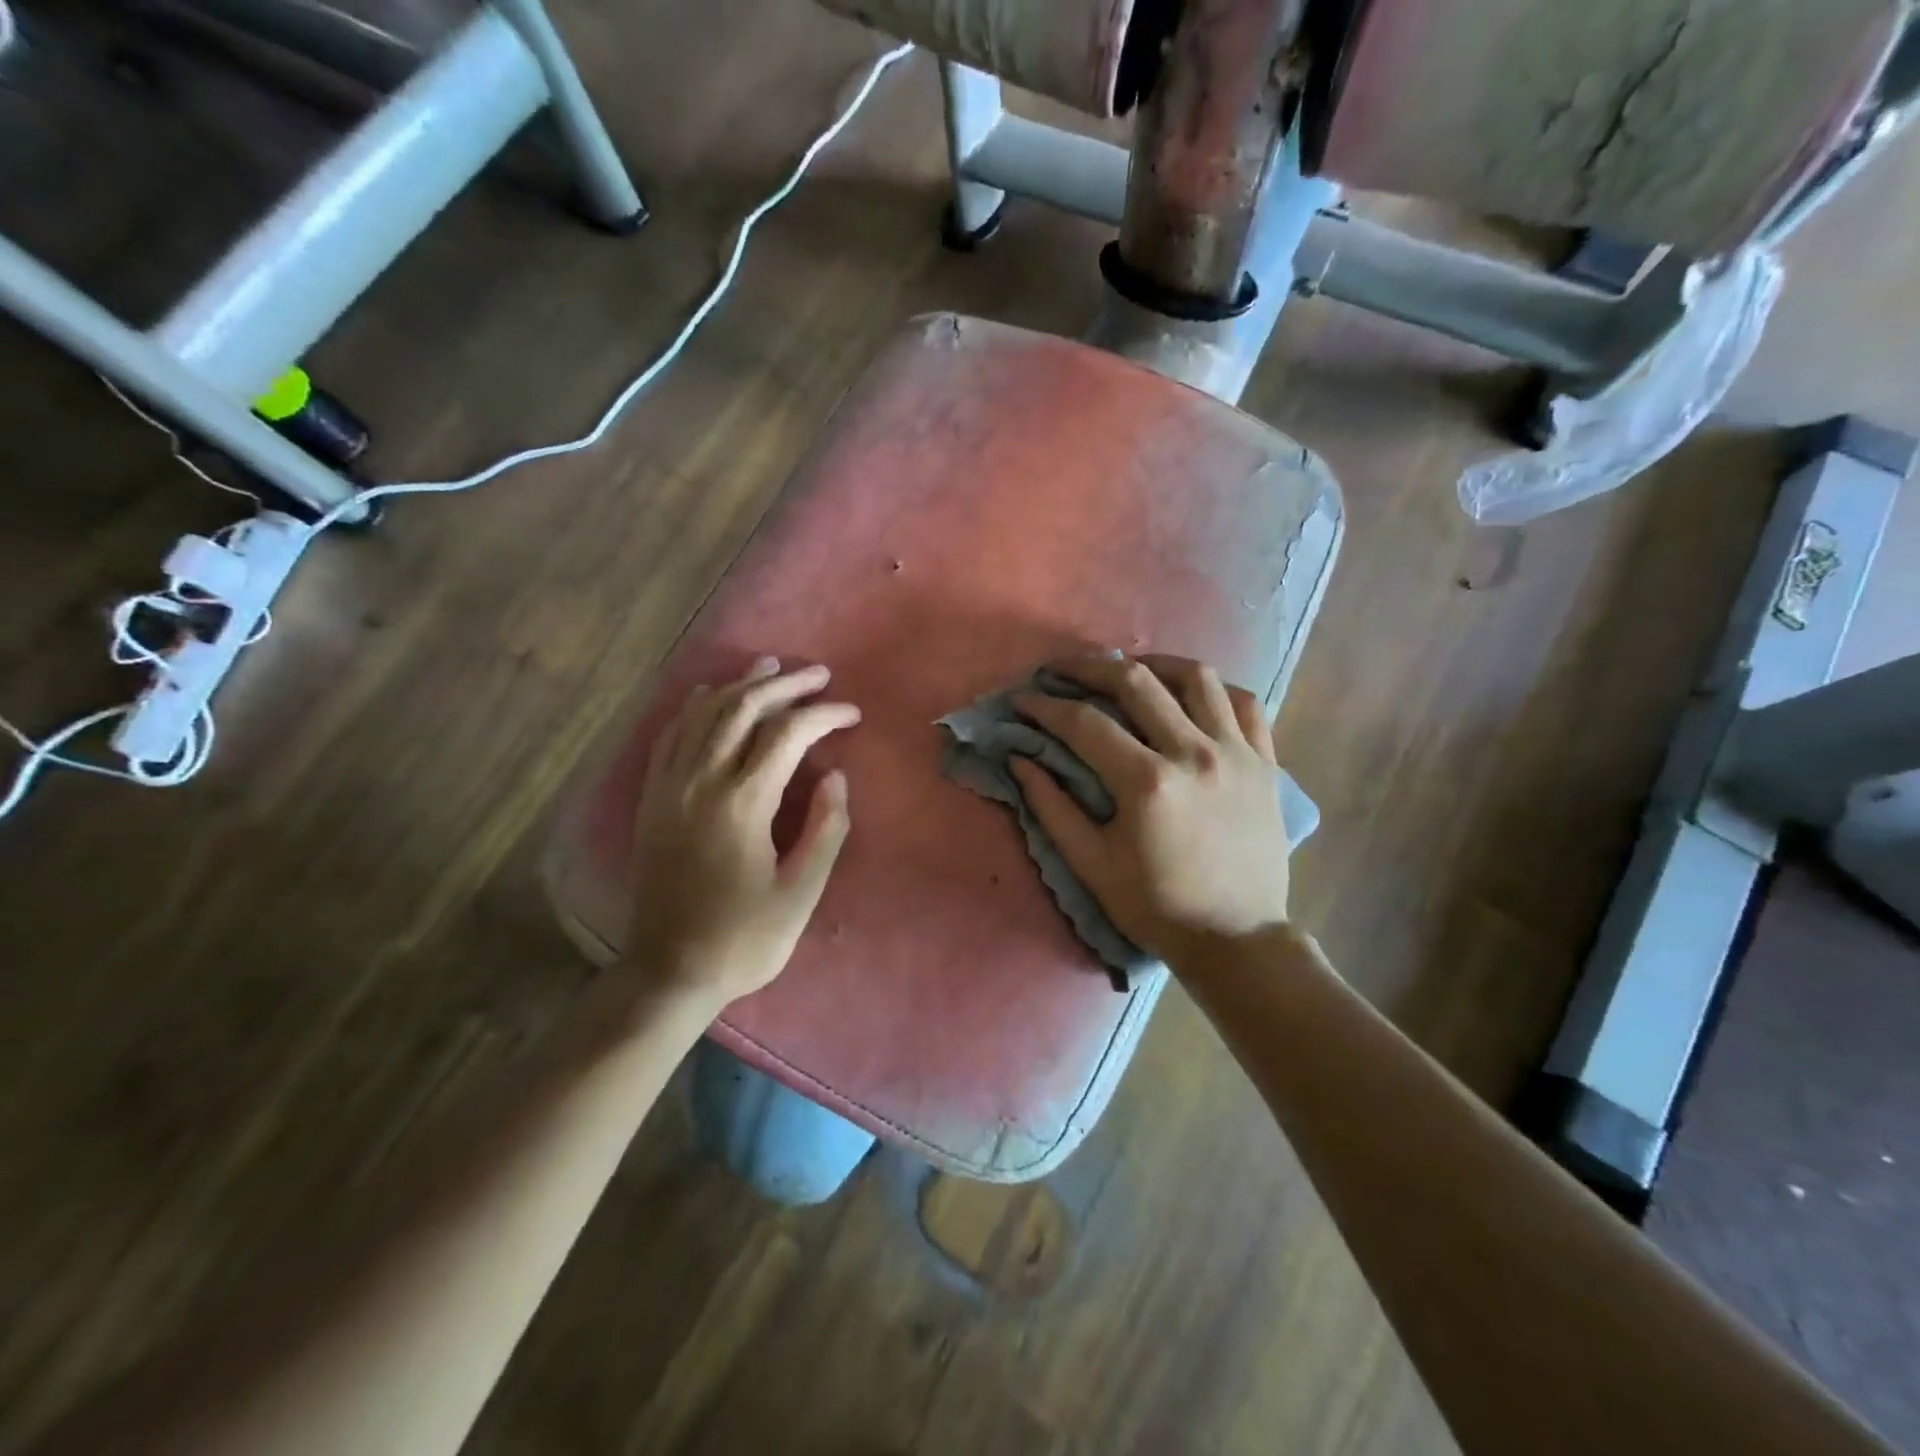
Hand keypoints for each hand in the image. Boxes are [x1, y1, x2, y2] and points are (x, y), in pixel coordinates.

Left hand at [627, 658, 858, 1005]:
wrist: (669, 971)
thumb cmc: (744, 938)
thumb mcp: (800, 892)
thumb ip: (824, 829)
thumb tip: (834, 776)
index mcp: (742, 803)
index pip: (787, 734)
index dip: (824, 715)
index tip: (852, 714)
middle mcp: (701, 782)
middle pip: (743, 709)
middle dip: (784, 685)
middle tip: (818, 675)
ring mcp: (670, 787)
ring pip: (703, 714)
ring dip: (740, 685)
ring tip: (770, 667)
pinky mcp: (653, 799)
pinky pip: (670, 736)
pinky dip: (694, 708)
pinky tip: (708, 696)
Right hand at [1010, 654, 1292, 965]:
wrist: (1237, 938)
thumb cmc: (1156, 906)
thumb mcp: (1092, 865)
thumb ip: (1052, 807)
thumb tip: (1020, 759)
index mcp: (1147, 782)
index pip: (1084, 723)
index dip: (1046, 706)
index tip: (1024, 700)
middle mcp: (1194, 753)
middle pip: (1136, 683)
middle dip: (1089, 667)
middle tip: (1062, 669)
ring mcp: (1236, 753)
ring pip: (1195, 678)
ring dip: (1153, 664)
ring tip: (1128, 670)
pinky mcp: (1265, 762)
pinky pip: (1244, 703)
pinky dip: (1214, 689)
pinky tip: (1191, 695)